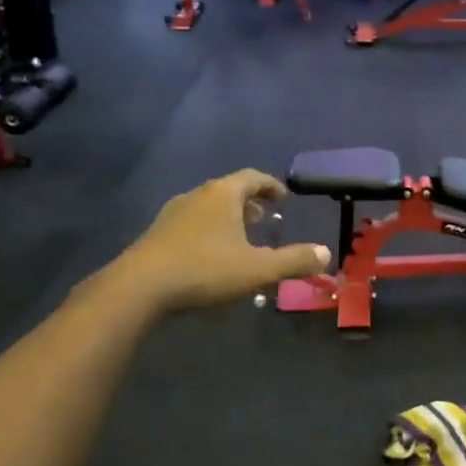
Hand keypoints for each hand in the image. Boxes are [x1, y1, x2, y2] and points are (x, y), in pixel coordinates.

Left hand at [95, 170, 328, 314]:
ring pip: (208, 207)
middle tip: (266, 218)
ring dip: (228, 218)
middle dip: (250, 203)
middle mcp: (197, 196)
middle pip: (228, 190)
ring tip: (241, 237)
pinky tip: (212, 255)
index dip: (271, 186)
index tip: (284, 198)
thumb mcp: (258, 268)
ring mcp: (173, 214)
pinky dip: (208, 231)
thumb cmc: (205, 270)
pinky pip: (191, 224)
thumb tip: (326, 253)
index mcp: (223, 195)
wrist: (139, 287)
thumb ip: (294, 260)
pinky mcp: (157, 234)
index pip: (253, 178)